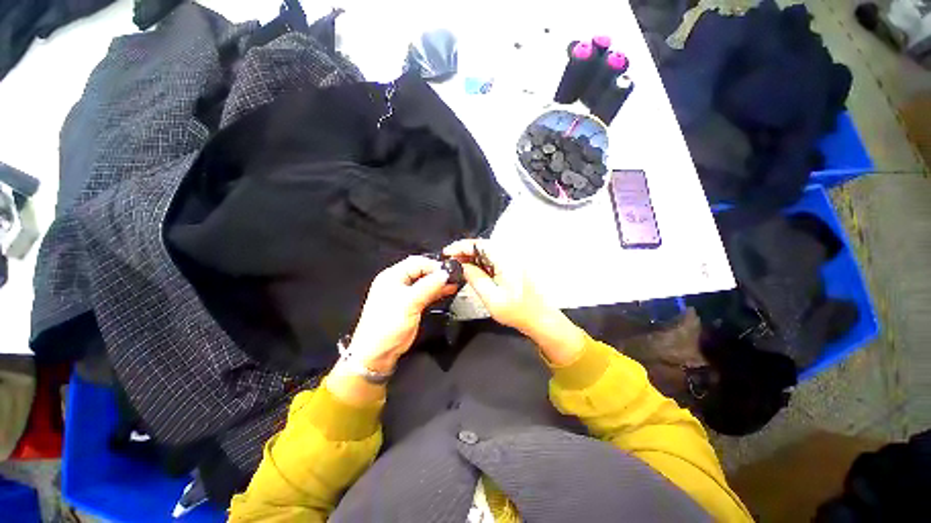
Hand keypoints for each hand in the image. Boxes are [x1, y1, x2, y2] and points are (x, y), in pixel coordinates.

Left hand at [347, 255, 458, 373]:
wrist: (378, 353)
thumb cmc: (386, 326)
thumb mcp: (408, 303)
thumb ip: (428, 286)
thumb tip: (445, 274)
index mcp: (392, 276)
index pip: (416, 262)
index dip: (433, 265)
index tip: (449, 271)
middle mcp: (398, 282)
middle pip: (421, 271)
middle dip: (437, 273)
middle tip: (453, 276)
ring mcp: (405, 294)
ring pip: (425, 282)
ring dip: (439, 282)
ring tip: (454, 282)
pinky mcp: (411, 305)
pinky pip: (427, 293)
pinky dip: (437, 291)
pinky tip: (448, 290)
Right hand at [442, 239, 549, 333]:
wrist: (539, 317)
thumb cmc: (517, 311)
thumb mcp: (491, 297)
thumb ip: (474, 278)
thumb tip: (461, 266)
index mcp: (506, 259)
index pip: (479, 244)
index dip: (460, 246)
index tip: (447, 252)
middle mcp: (510, 254)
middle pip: (482, 245)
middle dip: (464, 251)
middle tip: (449, 260)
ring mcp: (512, 259)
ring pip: (487, 251)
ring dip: (471, 256)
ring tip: (457, 264)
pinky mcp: (512, 265)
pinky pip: (493, 258)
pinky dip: (480, 261)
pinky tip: (472, 269)